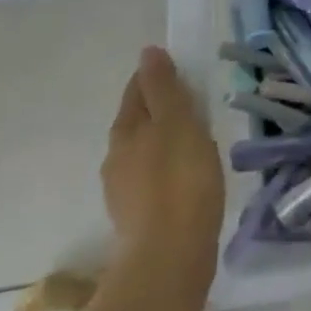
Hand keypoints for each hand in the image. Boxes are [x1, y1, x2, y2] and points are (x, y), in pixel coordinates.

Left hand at [101, 48, 224, 272]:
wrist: (170, 258)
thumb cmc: (179, 179)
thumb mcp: (177, 121)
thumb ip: (163, 87)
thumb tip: (148, 52)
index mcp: (124, 130)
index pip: (137, 90)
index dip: (156, 77)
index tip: (181, 72)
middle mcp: (116, 158)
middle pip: (137, 121)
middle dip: (159, 110)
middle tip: (192, 105)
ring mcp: (123, 192)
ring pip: (143, 152)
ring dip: (163, 142)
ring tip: (194, 142)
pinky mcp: (137, 219)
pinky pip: (152, 180)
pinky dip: (167, 170)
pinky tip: (187, 178)